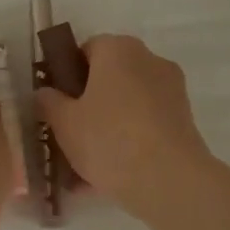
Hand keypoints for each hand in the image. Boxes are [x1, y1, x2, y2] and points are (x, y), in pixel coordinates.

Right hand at [34, 34, 212, 217]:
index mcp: (118, 50)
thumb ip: (48, 102)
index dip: (67, 74)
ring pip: (127, 107)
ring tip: (83, 168)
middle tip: (66, 135)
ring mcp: (171, 91)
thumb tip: (45, 93)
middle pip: (109, 78)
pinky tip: (106, 177)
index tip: (55, 104)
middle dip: (87, 105)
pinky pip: (145, 127)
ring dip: (105, 129)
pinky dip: (127, 144)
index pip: (87, 49)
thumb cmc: (108, 139)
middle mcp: (149, 61)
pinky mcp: (183, 121)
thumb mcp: (63, 122)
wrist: (167, 180)